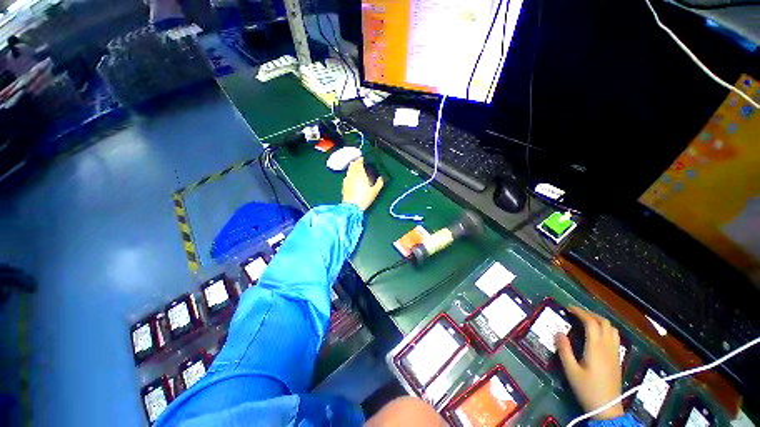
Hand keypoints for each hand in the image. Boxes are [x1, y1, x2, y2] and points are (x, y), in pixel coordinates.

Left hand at [342, 157, 383, 210]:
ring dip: (351, 168)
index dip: (360, 160)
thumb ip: (379, 183)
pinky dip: (349, 175)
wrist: (352, 206)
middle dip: (355, 162)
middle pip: (352, 165)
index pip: (359, 163)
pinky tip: (350, 177)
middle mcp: (353, 175)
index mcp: (360, 175)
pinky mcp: (344, 186)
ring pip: (348, 170)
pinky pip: (346, 177)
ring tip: (354, 168)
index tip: (362, 158)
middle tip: (358, 162)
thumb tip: (381, 178)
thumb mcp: (375, 191)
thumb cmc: (364, 198)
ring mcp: (347, 180)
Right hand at [556, 306, 623, 420]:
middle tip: (576, 313)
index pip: (591, 322)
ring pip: (612, 329)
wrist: (607, 409)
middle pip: (604, 322)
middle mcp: (608, 346)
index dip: (579, 312)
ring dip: (599, 321)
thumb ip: (564, 350)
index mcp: (596, 347)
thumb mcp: (571, 371)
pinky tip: (597, 335)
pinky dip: (605, 329)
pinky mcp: (617, 359)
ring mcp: (615, 353)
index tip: (568, 308)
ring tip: (587, 321)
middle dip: (590, 314)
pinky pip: (614, 337)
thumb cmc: (587, 389)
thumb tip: (558, 332)